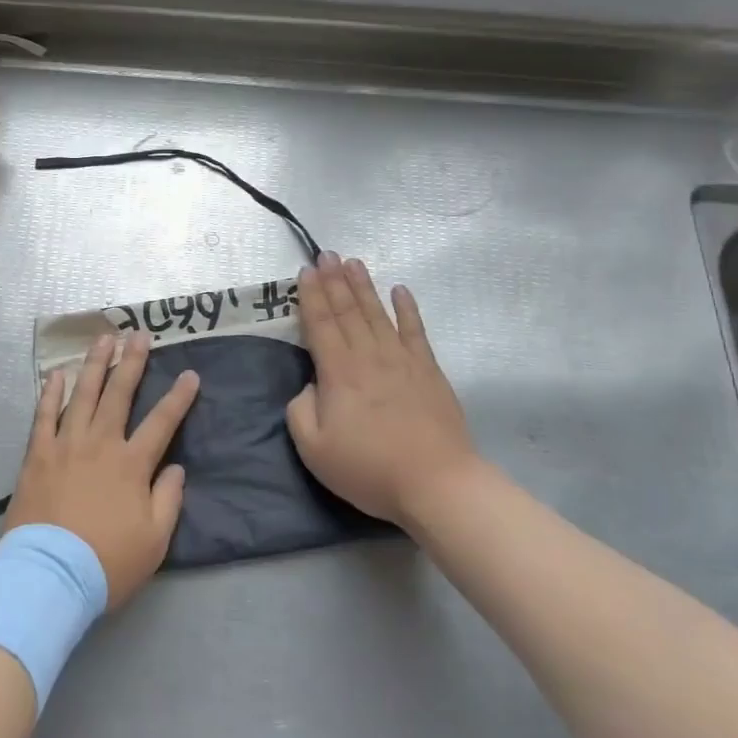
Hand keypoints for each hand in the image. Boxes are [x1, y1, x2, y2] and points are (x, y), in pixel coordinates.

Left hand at [7, 331, 198, 607]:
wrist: (51, 575)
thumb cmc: (108, 562)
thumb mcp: (155, 540)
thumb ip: (168, 499)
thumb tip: (175, 468)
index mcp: (131, 464)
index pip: (162, 422)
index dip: (179, 397)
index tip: (190, 374)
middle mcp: (100, 444)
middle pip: (119, 394)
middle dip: (132, 362)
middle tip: (139, 335)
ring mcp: (65, 445)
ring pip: (82, 395)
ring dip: (94, 365)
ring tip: (103, 339)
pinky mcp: (37, 455)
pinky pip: (43, 416)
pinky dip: (50, 393)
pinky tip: (57, 374)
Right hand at [285, 252, 485, 527]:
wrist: (436, 484)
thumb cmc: (369, 468)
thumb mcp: (314, 449)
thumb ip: (300, 411)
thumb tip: (311, 386)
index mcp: (338, 373)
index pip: (321, 324)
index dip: (311, 296)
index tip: (306, 271)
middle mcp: (368, 356)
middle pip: (347, 311)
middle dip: (334, 280)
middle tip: (325, 254)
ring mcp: (402, 360)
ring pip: (377, 313)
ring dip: (363, 286)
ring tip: (353, 262)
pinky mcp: (428, 371)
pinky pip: (415, 331)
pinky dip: (407, 308)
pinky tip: (400, 290)